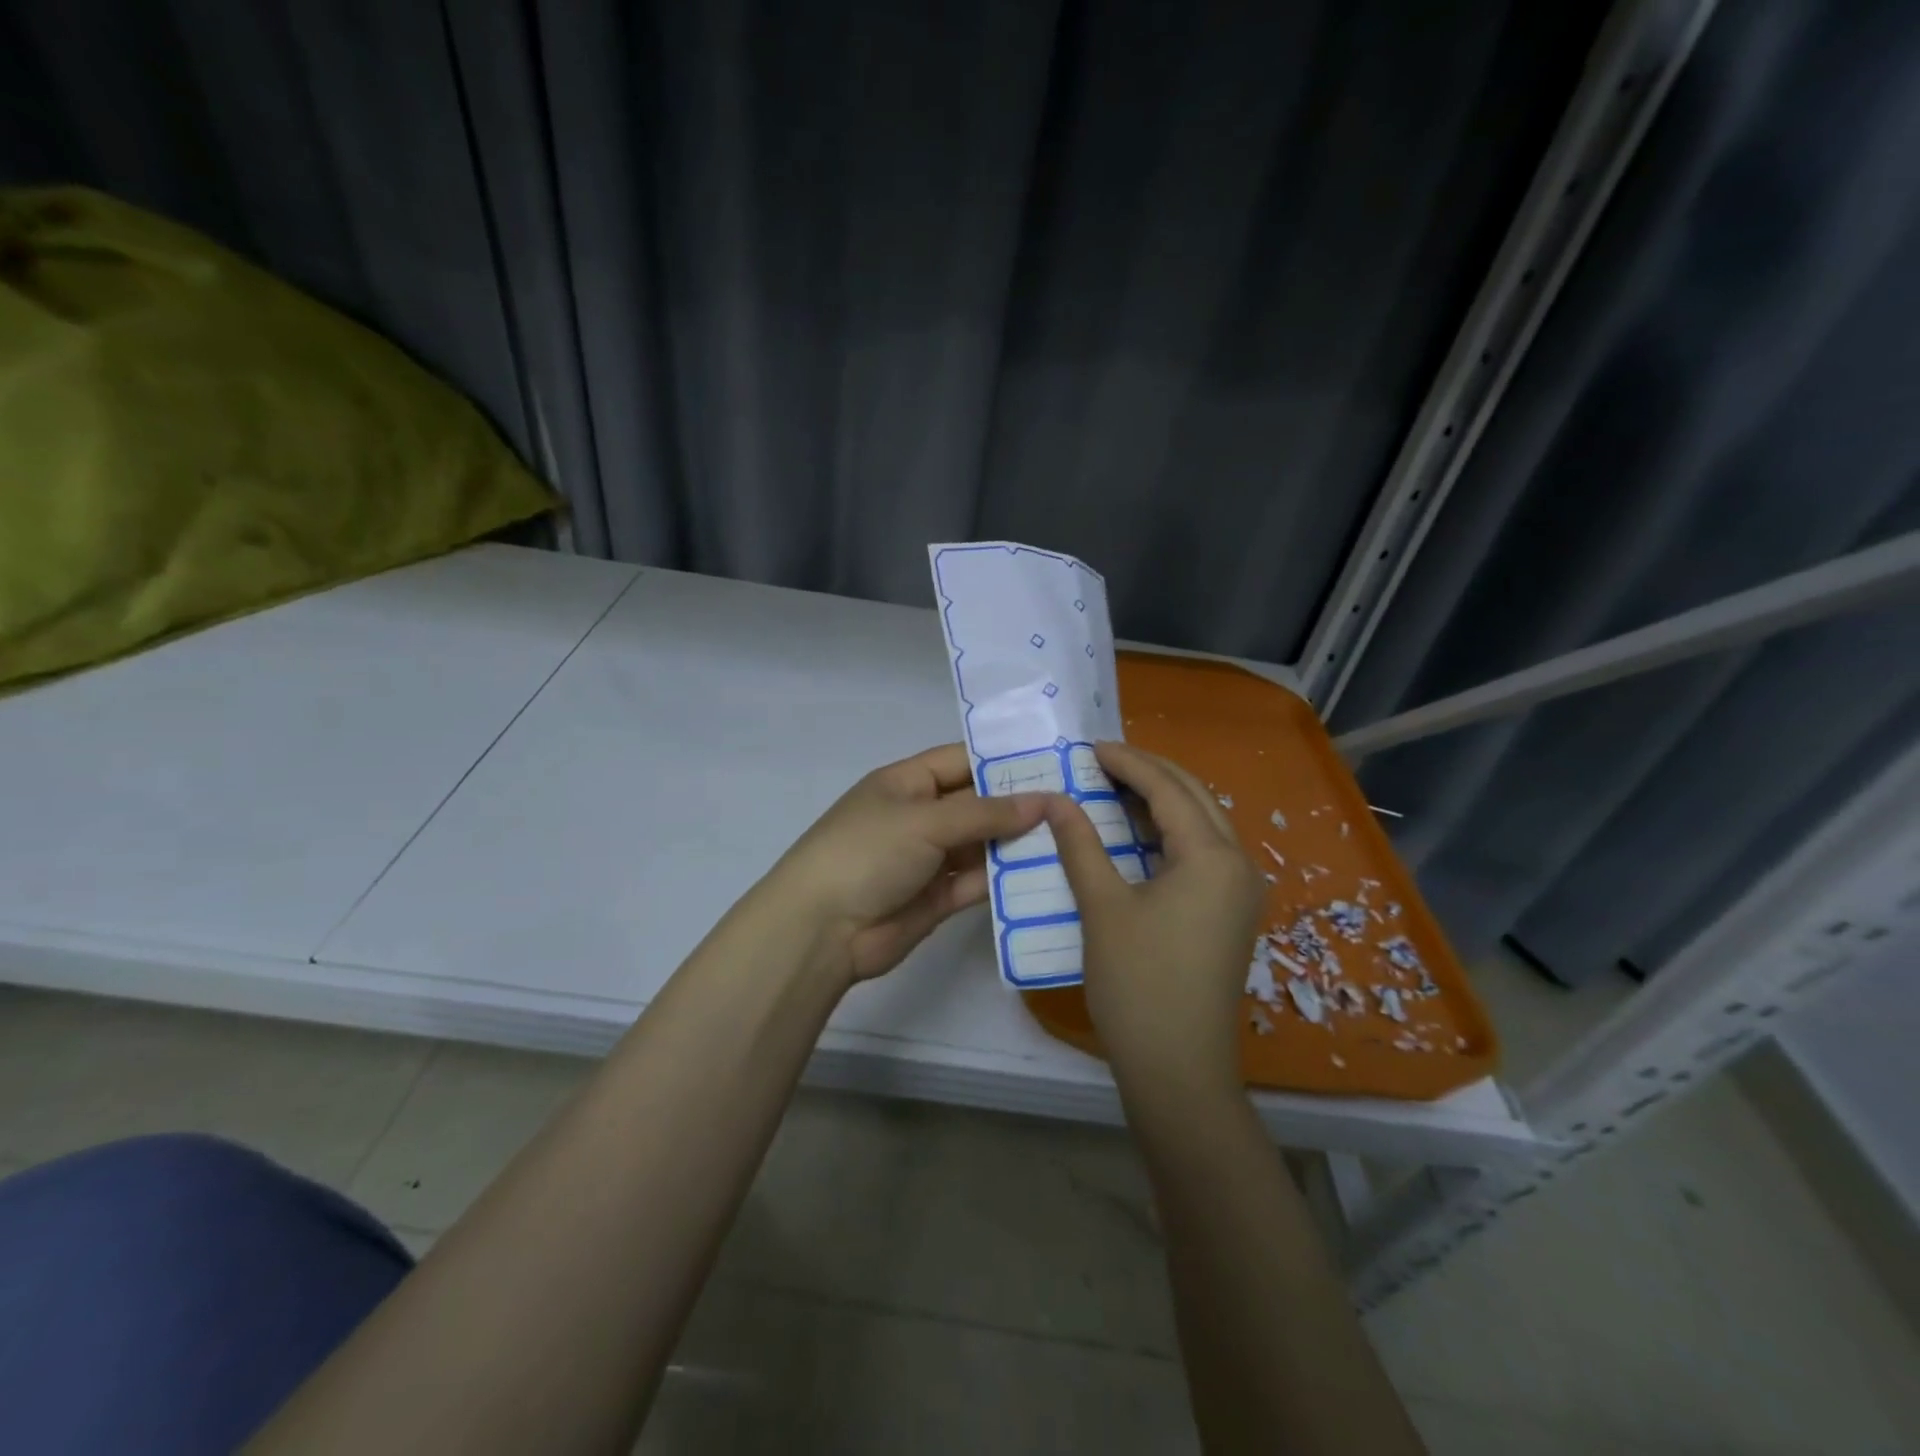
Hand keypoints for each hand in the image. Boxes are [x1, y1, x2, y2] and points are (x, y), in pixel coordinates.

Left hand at [765, 743, 1047, 985]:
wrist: (822, 930)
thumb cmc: (867, 853)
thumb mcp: (925, 820)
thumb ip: (985, 812)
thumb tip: (1045, 801)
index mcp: (907, 783)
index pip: (962, 761)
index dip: (1003, 761)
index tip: (1054, 761)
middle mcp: (920, 816)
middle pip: (977, 804)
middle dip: (1020, 804)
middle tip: (1077, 802)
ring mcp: (929, 859)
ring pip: (982, 845)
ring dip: (1018, 843)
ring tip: (1074, 837)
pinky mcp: (938, 898)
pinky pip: (979, 882)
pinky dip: (1007, 880)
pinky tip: (1047, 874)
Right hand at [1046, 741, 1263, 1096]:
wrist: (1178, 1069)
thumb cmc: (1138, 983)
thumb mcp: (1102, 906)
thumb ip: (1080, 844)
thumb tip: (1056, 799)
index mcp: (1213, 857)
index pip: (1168, 789)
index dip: (1127, 763)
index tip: (1089, 747)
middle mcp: (1238, 865)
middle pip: (1194, 798)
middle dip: (1149, 773)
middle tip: (1100, 762)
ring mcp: (1239, 892)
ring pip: (1201, 825)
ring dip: (1160, 802)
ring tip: (1111, 788)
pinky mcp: (1229, 914)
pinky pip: (1201, 853)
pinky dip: (1167, 834)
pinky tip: (1134, 835)